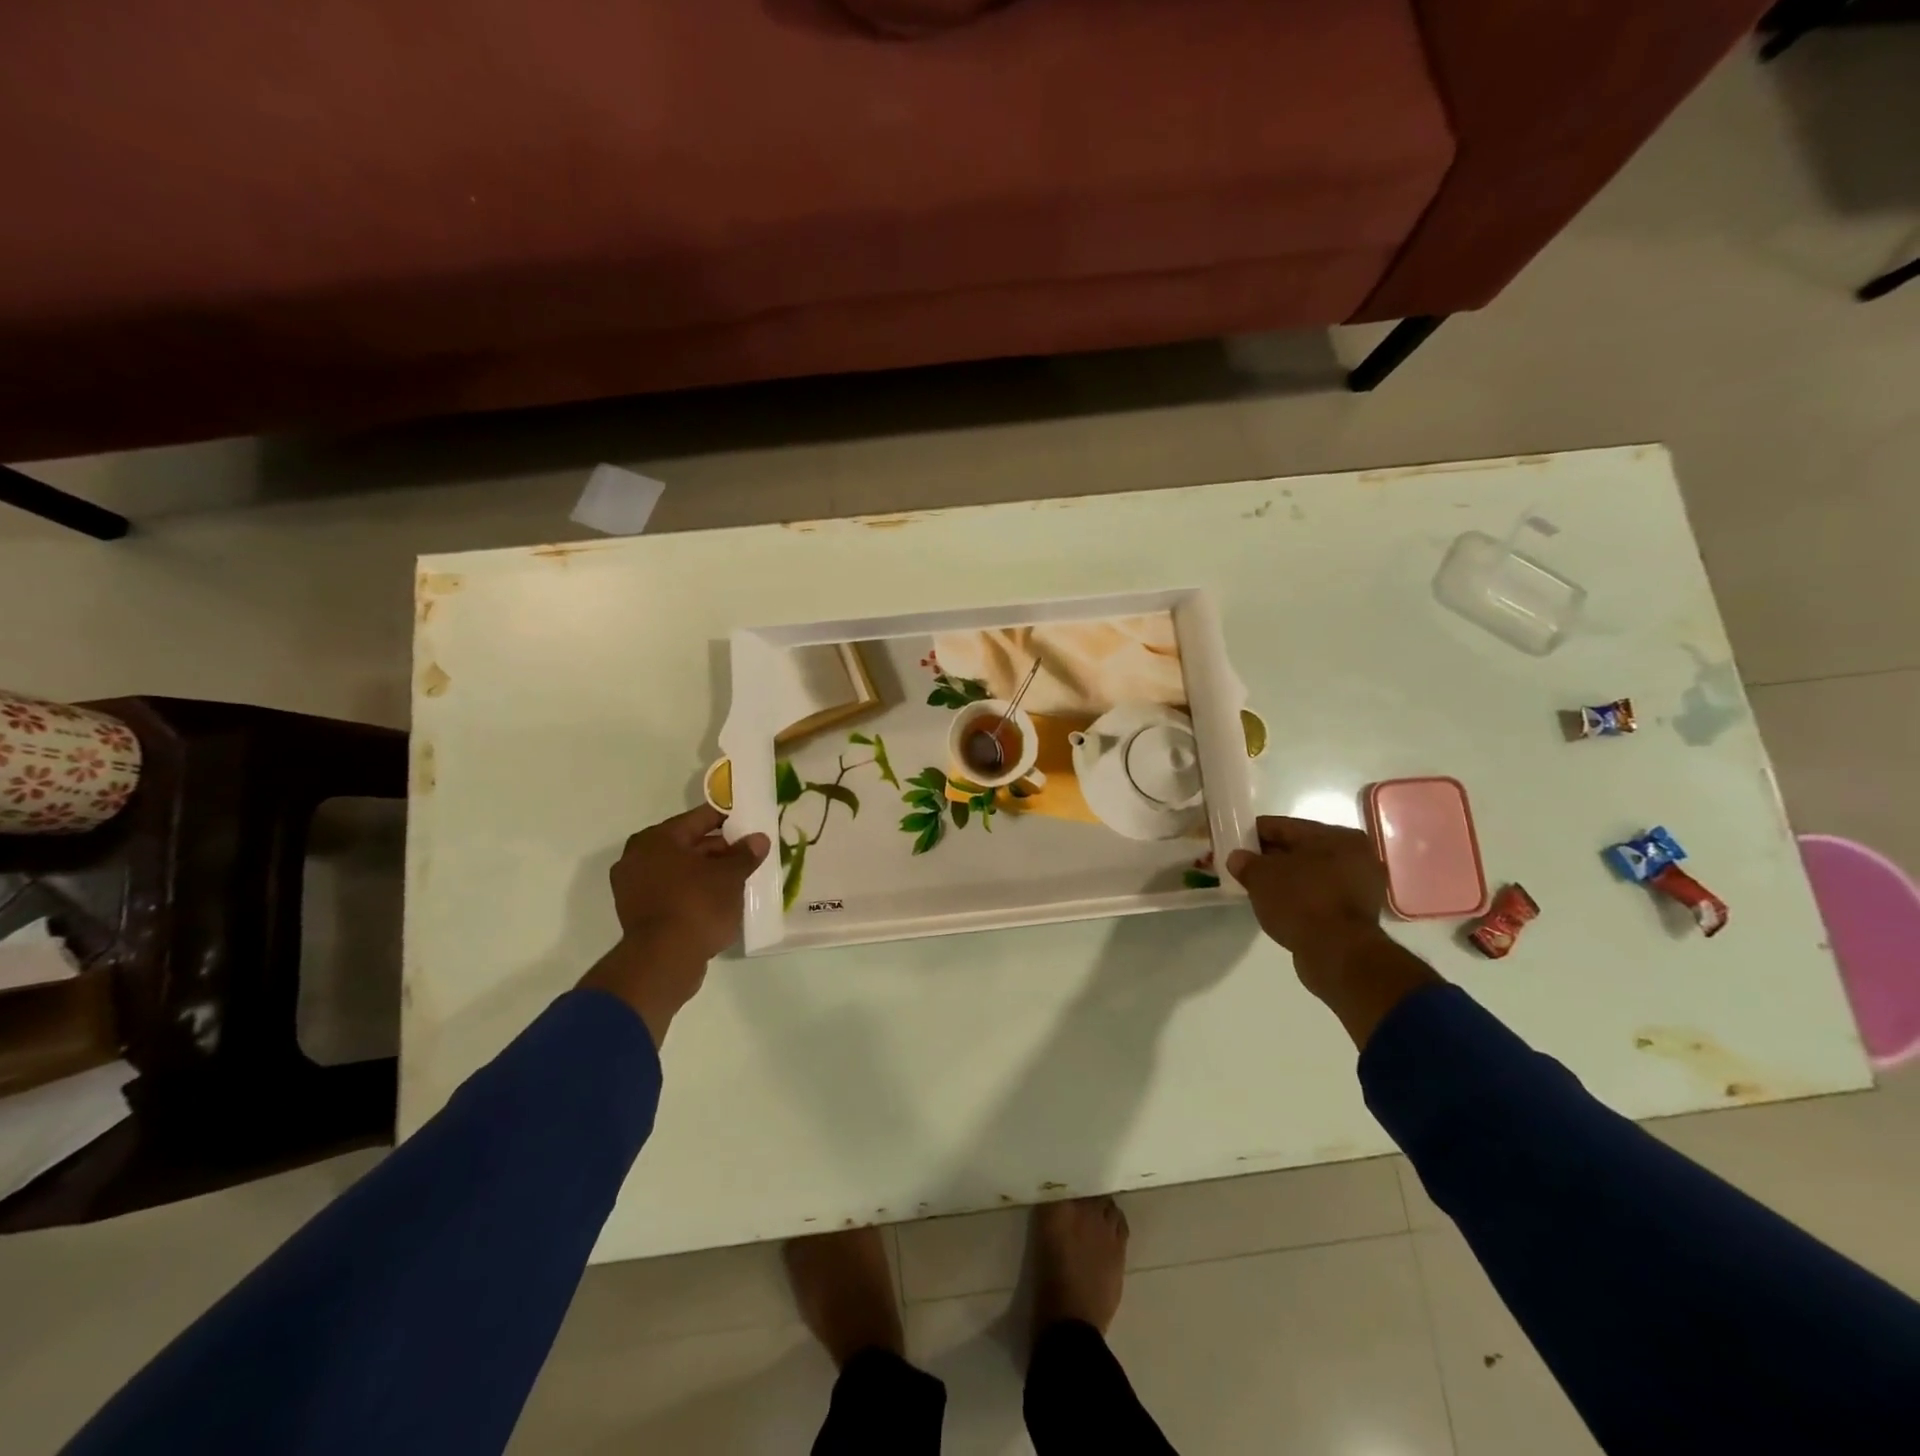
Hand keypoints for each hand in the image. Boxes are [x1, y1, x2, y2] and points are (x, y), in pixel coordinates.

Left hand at [579, 806, 769, 1045]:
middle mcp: (639, 857)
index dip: (729, 819)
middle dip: (721, 850)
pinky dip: (695, 892)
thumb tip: (758, 839)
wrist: (663, 962)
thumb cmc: (696, 906)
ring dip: (708, 873)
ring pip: (681, 871)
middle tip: (750, 855)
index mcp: (657, 839)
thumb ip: (745, 855)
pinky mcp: (639, 914)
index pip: (700, 818)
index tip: (750, 823)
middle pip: (689, 844)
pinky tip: (720, 901)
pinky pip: (674, 892)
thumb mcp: (730, 876)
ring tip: (740, 879)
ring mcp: (635, 888)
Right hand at [1225, 817, 1385, 986]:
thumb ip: (1246, 863)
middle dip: (1271, 857)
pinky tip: (1279, 906)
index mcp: (1336, 836)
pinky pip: (1319, 895)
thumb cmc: (1301, 902)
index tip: (1235, 842)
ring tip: (1259, 888)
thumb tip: (1237, 858)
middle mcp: (1355, 855)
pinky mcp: (1358, 913)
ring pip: (1311, 874)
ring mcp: (1361, 885)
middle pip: (1300, 849)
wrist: (1339, 954)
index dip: (1255, 833)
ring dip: (1286, 879)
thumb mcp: (1261, 877)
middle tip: (1244, 866)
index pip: (1284, 826)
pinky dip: (1300, 897)